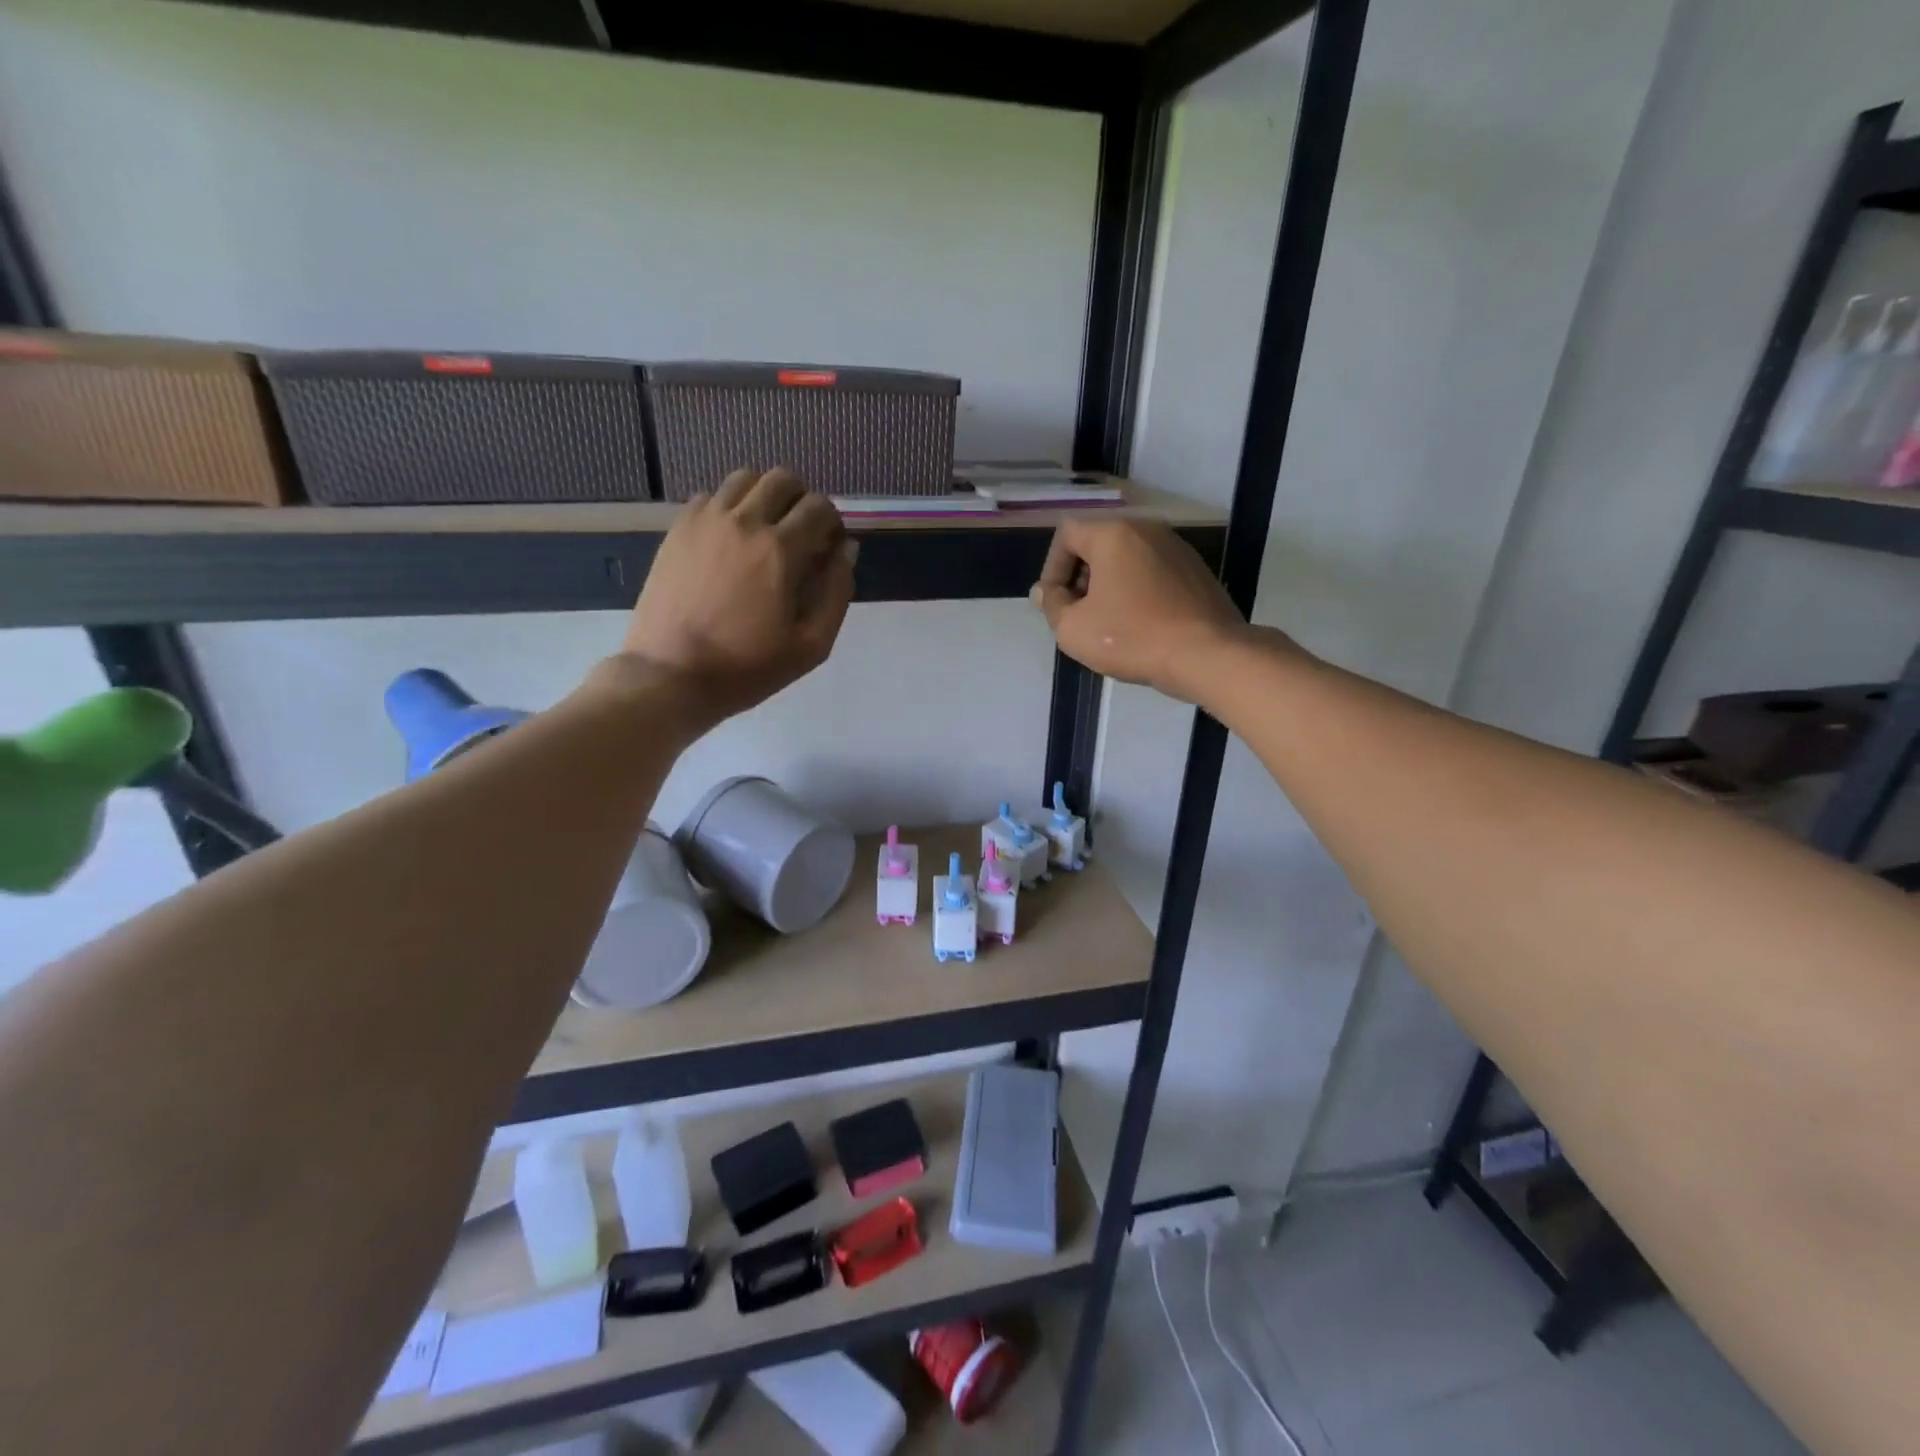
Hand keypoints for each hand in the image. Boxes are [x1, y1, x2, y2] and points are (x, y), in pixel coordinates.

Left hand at [622, 468, 855, 724]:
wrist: (672, 675)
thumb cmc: (748, 667)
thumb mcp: (811, 645)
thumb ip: (837, 592)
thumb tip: (846, 550)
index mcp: (781, 550)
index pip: (820, 507)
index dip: (833, 524)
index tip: (829, 549)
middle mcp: (744, 521)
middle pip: (783, 479)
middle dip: (802, 501)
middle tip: (801, 534)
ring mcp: (706, 520)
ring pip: (745, 478)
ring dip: (765, 496)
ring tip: (765, 530)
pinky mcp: (678, 529)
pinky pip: (711, 496)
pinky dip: (729, 506)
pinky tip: (730, 539)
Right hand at [1031, 520, 1254, 702]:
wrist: (1206, 655)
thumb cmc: (1131, 637)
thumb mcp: (1073, 629)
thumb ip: (1052, 605)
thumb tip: (1046, 591)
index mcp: (1114, 533)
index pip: (1066, 533)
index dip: (1052, 568)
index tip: (1055, 603)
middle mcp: (1147, 530)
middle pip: (1098, 543)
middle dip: (1080, 577)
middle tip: (1077, 614)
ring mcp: (1177, 548)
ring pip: (1127, 559)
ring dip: (1108, 586)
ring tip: (1107, 623)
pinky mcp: (1196, 571)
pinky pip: (1152, 573)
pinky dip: (1137, 592)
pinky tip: (1139, 625)